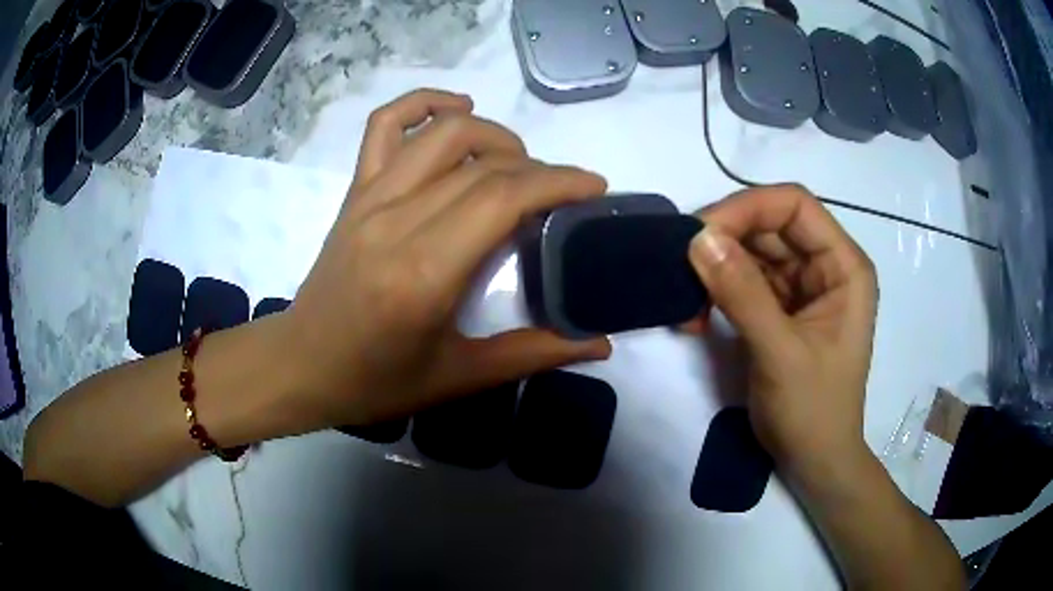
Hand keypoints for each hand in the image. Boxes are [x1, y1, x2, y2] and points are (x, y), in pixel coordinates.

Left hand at [281, 89, 611, 427]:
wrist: (302, 365)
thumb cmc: (376, 381)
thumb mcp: (458, 377)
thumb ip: (533, 354)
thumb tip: (601, 342)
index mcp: (423, 273)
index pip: (501, 199)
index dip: (557, 182)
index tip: (592, 187)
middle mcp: (396, 221)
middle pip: (481, 165)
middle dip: (537, 169)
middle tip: (561, 194)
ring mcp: (370, 198)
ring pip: (442, 133)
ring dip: (493, 135)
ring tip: (517, 163)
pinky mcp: (354, 191)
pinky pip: (384, 125)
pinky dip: (424, 103)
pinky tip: (456, 109)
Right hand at [687, 185, 878, 479]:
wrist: (812, 460)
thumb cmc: (813, 410)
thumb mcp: (780, 352)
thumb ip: (742, 293)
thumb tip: (698, 238)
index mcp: (844, 266)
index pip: (795, 206)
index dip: (749, 208)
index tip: (702, 233)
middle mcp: (825, 266)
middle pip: (770, 225)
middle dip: (726, 239)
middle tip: (681, 263)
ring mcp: (802, 287)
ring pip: (753, 252)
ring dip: (716, 268)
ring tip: (686, 298)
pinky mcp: (780, 308)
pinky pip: (744, 281)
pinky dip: (717, 292)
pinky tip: (695, 316)